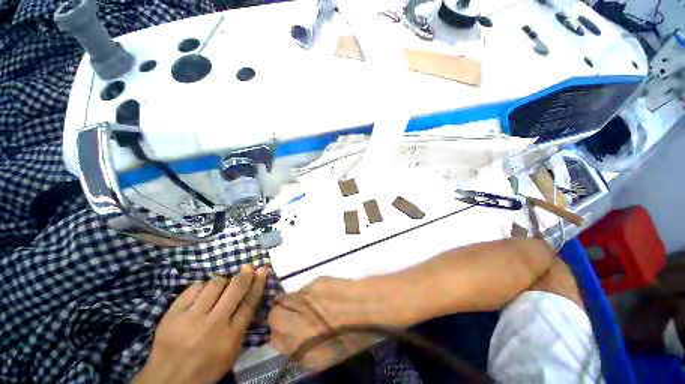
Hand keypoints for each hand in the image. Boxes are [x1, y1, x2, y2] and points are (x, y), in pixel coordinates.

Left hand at [133, 265, 267, 383]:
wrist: (168, 380)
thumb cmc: (206, 367)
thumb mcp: (231, 351)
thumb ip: (241, 325)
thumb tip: (250, 296)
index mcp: (231, 336)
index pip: (250, 302)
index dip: (258, 283)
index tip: (262, 270)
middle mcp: (214, 324)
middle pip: (235, 289)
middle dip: (245, 274)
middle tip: (248, 267)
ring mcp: (192, 317)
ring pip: (215, 284)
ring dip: (222, 280)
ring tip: (222, 284)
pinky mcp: (173, 313)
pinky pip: (193, 288)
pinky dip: (202, 286)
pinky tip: (202, 290)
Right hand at [268, 277, 388, 370]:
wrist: (370, 307)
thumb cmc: (354, 334)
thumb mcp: (327, 355)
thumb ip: (303, 349)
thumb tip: (289, 338)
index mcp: (303, 351)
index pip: (274, 340)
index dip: (278, 333)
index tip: (285, 328)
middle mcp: (299, 328)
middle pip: (273, 317)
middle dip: (278, 315)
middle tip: (291, 312)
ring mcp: (306, 303)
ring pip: (283, 300)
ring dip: (290, 301)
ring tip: (306, 301)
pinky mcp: (314, 285)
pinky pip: (302, 289)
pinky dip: (306, 292)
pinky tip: (319, 294)